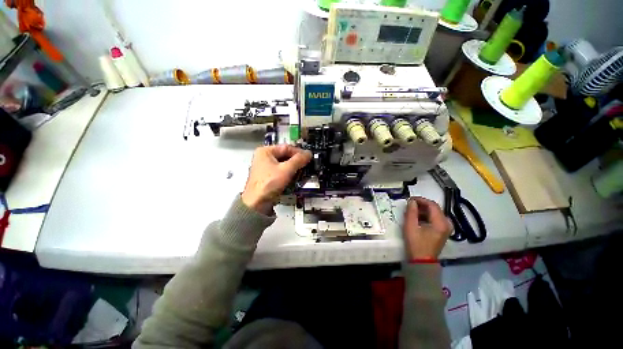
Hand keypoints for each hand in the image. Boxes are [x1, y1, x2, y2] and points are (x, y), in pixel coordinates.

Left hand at [242, 145, 311, 214]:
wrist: (256, 204)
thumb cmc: (269, 184)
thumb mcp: (286, 170)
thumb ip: (298, 160)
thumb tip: (309, 153)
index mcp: (265, 151)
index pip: (286, 147)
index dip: (299, 152)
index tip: (309, 158)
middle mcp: (264, 157)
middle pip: (285, 156)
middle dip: (296, 161)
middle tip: (307, 166)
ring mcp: (265, 168)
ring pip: (284, 164)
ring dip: (294, 168)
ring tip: (303, 172)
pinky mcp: (268, 177)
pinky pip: (281, 172)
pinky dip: (289, 174)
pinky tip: (295, 178)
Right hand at [403, 197, 452, 259]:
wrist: (422, 261)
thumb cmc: (416, 244)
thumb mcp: (410, 226)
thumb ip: (411, 212)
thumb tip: (411, 201)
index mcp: (441, 223)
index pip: (432, 205)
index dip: (420, 200)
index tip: (410, 199)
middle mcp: (447, 224)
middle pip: (435, 208)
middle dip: (421, 205)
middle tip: (409, 206)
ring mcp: (446, 228)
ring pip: (435, 213)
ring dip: (423, 210)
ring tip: (411, 212)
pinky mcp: (443, 231)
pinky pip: (435, 219)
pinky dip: (426, 216)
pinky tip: (417, 219)